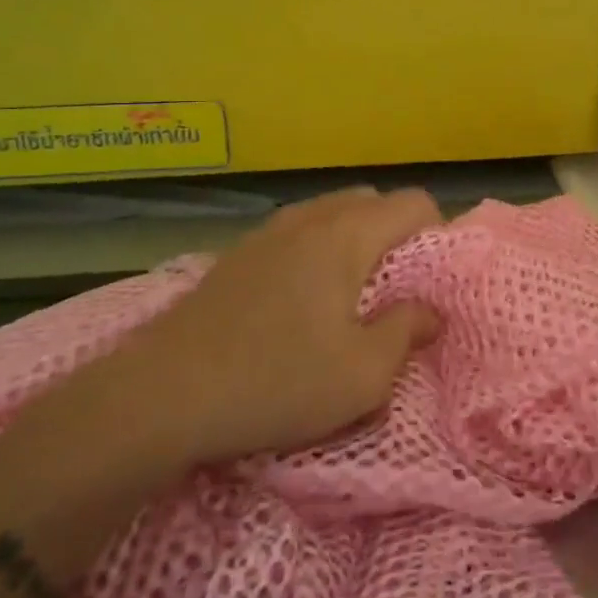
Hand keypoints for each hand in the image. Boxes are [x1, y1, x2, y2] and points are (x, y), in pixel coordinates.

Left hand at [35, 188, 443, 489]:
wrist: (160, 396)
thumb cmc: (276, 382)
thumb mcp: (363, 375)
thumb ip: (407, 332)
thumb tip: (430, 311)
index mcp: (346, 235)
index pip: (413, 203)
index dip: (437, 235)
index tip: (433, 283)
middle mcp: (309, 218)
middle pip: (372, 201)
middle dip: (397, 235)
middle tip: (397, 290)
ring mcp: (267, 232)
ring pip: (330, 215)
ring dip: (355, 243)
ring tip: (352, 298)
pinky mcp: (237, 255)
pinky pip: (297, 235)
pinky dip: (318, 253)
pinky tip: (302, 304)